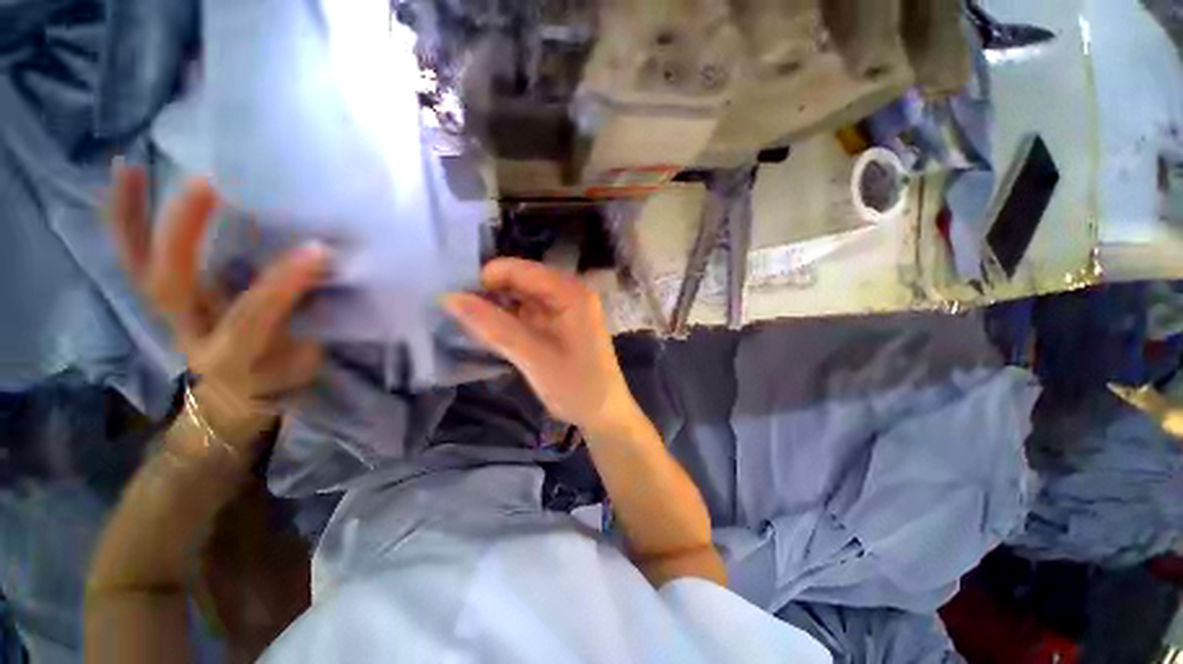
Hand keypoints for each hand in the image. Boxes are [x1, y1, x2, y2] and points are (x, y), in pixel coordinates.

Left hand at [107, 161, 330, 447]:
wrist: (236, 395)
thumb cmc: (279, 376)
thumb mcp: (305, 359)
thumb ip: (311, 319)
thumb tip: (328, 268)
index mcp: (234, 356)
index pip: (254, 317)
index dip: (283, 283)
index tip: (317, 250)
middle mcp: (190, 333)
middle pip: (172, 284)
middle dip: (184, 235)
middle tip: (207, 185)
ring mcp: (168, 315)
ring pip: (139, 266)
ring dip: (133, 217)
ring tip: (133, 167)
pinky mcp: (161, 299)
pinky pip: (134, 258)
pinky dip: (124, 219)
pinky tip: (126, 175)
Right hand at [444, 258, 636, 434]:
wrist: (604, 414)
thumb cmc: (576, 386)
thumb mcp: (534, 356)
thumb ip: (494, 326)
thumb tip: (449, 297)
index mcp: (570, 292)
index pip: (520, 270)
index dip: (486, 279)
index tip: (455, 300)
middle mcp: (568, 293)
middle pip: (520, 282)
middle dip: (489, 295)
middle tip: (457, 315)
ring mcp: (563, 309)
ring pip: (520, 298)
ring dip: (496, 310)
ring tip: (468, 326)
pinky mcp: (557, 325)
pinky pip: (526, 314)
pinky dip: (507, 322)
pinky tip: (489, 335)